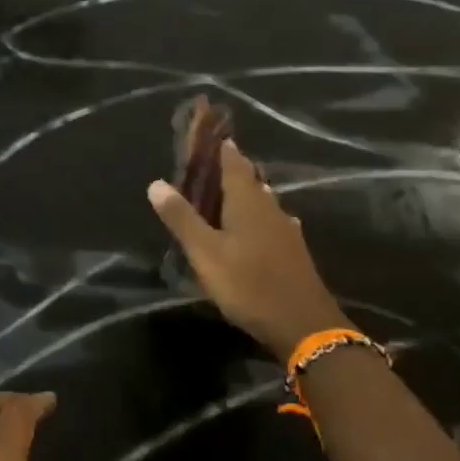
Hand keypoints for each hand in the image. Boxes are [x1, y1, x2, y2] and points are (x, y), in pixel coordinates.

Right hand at [149, 139, 353, 362]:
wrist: (304, 325)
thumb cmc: (249, 284)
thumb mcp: (206, 253)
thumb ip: (182, 218)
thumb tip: (156, 183)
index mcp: (247, 202)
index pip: (233, 163)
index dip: (221, 148)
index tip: (209, 135)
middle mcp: (270, 208)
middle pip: (250, 180)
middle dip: (232, 169)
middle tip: (210, 164)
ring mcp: (285, 230)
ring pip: (263, 201)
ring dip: (245, 193)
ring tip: (227, 192)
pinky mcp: (293, 251)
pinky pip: (271, 221)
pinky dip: (257, 217)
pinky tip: (258, 226)